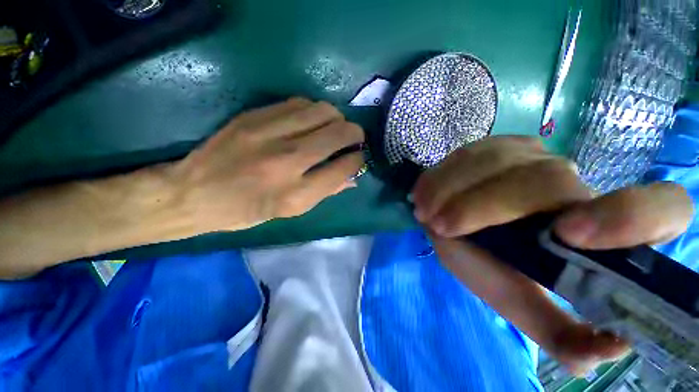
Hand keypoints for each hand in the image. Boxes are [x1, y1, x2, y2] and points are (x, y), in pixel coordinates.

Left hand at [172, 97, 364, 232]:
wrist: (193, 193)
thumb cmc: (245, 211)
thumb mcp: (289, 212)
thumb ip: (324, 192)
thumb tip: (352, 178)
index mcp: (295, 195)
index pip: (343, 168)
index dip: (358, 160)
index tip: (359, 157)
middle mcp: (286, 162)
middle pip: (338, 134)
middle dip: (355, 134)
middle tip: (355, 139)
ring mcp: (268, 134)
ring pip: (322, 111)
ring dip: (337, 118)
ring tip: (335, 128)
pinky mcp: (254, 116)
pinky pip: (299, 103)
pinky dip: (314, 111)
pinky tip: (312, 121)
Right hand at [411, 136, 692, 374]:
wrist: (455, 224)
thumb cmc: (489, 264)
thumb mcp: (517, 299)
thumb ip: (557, 330)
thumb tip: (604, 350)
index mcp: (601, 229)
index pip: (663, 209)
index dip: (630, 216)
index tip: (569, 236)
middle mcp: (574, 182)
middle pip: (546, 181)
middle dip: (485, 207)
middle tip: (443, 227)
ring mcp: (531, 155)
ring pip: (497, 161)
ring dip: (453, 190)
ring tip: (427, 214)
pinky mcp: (494, 146)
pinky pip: (467, 154)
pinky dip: (441, 176)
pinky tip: (424, 194)